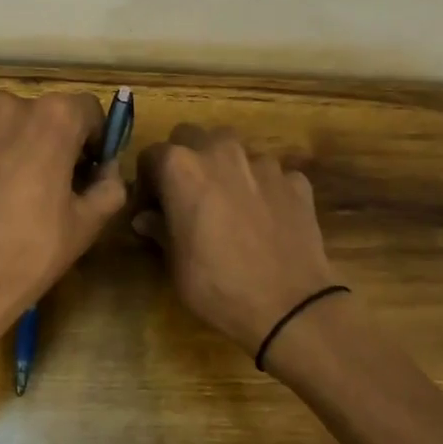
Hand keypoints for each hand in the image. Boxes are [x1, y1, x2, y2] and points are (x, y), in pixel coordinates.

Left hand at [0, 90, 127, 349]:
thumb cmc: (29, 252)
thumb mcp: (86, 223)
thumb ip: (110, 186)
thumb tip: (107, 171)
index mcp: (52, 117)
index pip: (89, 110)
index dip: (98, 140)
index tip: (94, 171)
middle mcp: (11, 106)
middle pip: (50, 116)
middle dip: (62, 144)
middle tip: (64, 188)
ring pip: (16, 128)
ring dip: (28, 149)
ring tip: (26, 196)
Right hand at [134, 125, 342, 356]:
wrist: (288, 306)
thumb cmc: (217, 285)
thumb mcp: (175, 263)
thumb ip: (159, 229)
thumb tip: (146, 217)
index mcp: (182, 167)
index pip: (151, 155)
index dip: (147, 179)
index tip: (151, 205)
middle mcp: (222, 152)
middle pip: (192, 136)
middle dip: (185, 159)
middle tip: (186, 194)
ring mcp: (264, 163)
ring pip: (234, 151)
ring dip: (225, 169)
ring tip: (229, 204)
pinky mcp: (296, 181)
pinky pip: (271, 174)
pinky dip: (262, 188)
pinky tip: (264, 218)